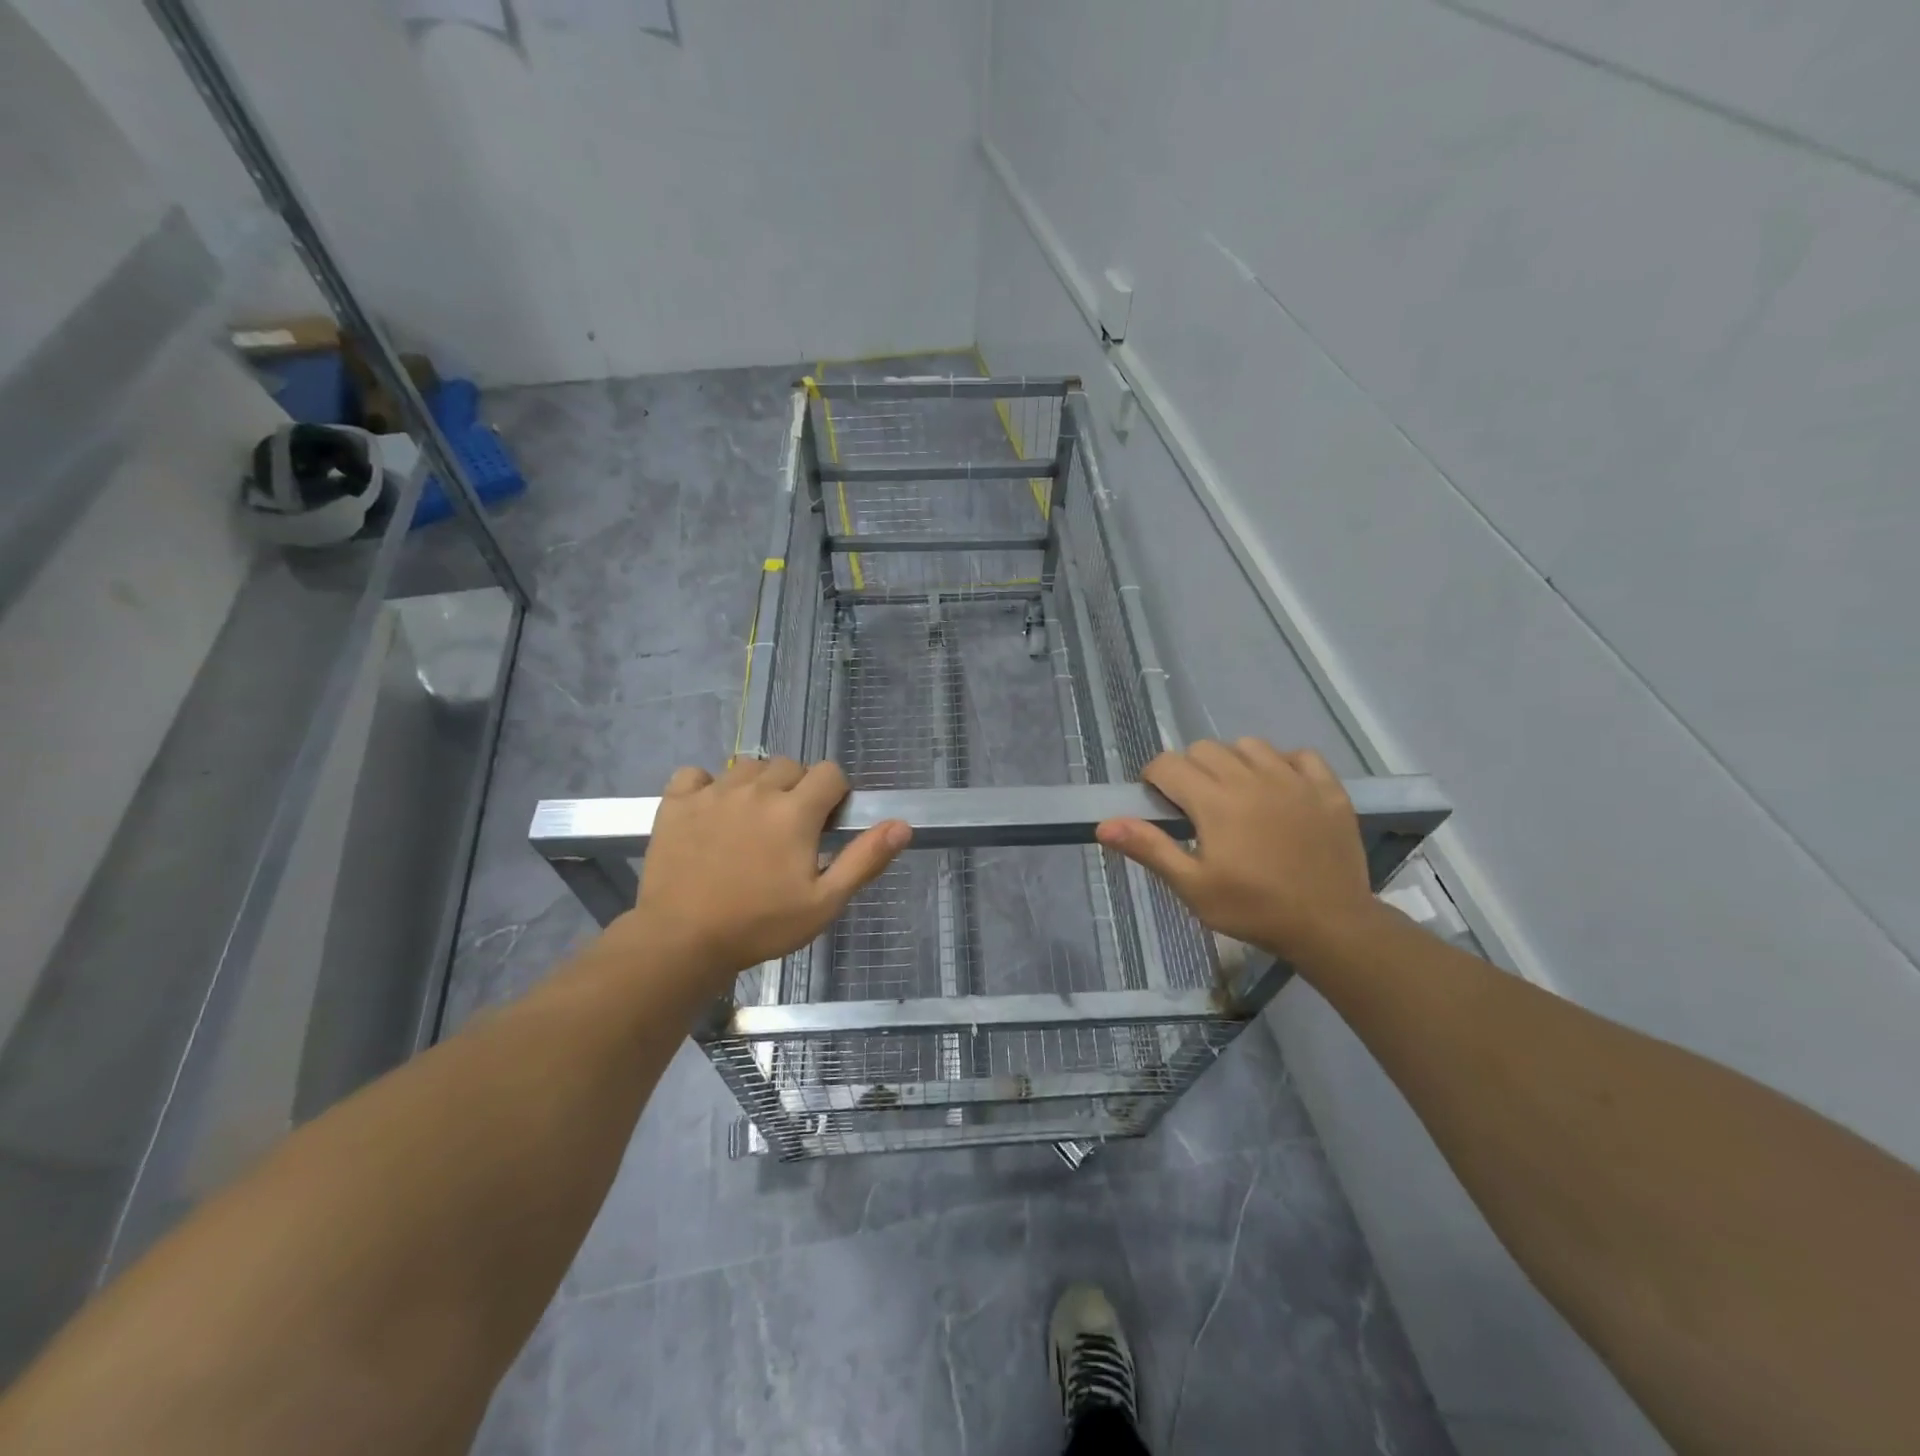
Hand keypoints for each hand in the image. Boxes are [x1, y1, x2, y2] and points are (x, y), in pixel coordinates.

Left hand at [626, 758, 909, 985]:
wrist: (681, 941)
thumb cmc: (760, 925)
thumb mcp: (824, 903)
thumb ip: (864, 859)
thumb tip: (903, 825)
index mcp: (795, 811)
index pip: (829, 773)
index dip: (835, 794)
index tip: (825, 824)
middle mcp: (756, 790)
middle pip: (790, 765)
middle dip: (798, 789)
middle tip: (790, 830)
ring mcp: (713, 792)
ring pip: (748, 766)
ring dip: (758, 785)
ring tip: (753, 822)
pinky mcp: (676, 803)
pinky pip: (696, 774)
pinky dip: (707, 786)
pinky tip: (710, 812)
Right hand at [1096, 739, 1376, 962]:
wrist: (1330, 926)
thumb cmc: (1253, 909)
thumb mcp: (1192, 886)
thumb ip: (1149, 848)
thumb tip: (1104, 824)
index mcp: (1214, 801)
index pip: (1168, 764)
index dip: (1154, 779)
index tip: (1158, 803)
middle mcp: (1251, 777)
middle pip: (1204, 749)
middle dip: (1189, 770)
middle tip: (1195, 807)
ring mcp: (1293, 779)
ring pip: (1249, 745)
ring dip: (1233, 762)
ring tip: (1236, 795)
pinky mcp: (1327, 788)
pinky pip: (1299, 755)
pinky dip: (1283, 764)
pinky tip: (1280, 790)